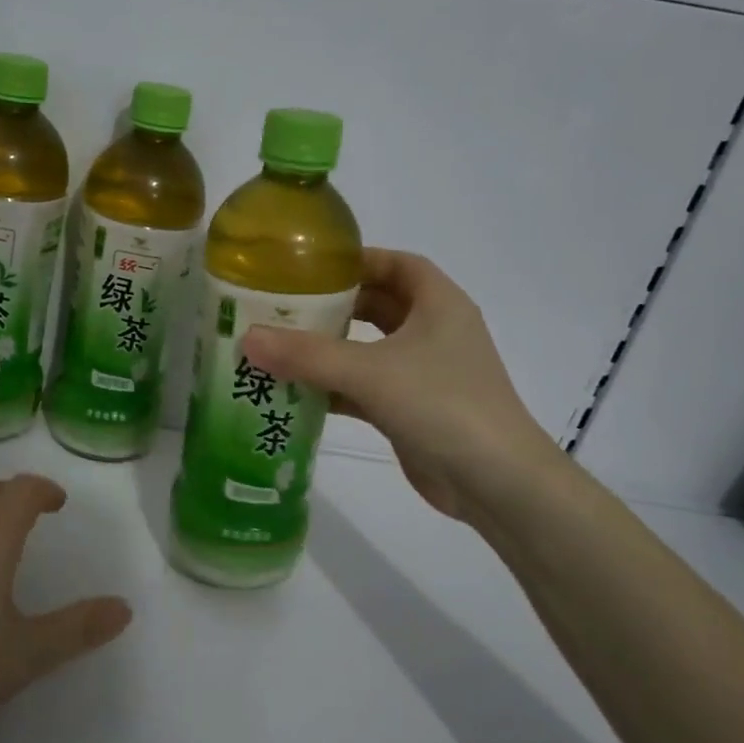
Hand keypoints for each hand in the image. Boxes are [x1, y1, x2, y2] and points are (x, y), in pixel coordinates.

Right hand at [241, 249, 564, 521]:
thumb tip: (247, 337)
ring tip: (280, 347)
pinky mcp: (412, 409)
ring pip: (369, 349)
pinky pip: (366, 387)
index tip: (311, 267)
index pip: (397, 264)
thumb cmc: (442, 406)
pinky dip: (335, 388)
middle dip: (334, 305)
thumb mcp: (371, 372)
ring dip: (331, 349)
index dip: (358, 259)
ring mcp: (425, 373)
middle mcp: (434, 332)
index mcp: (438, 305)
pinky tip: (297, 394)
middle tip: (285, 308)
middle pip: (379, 305)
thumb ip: (307, 355)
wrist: (496, 483)